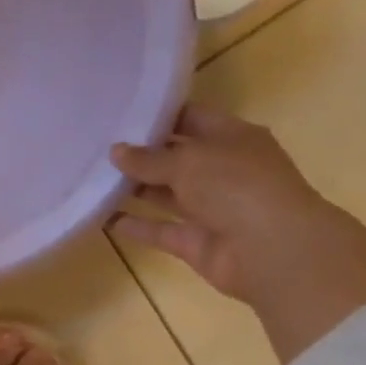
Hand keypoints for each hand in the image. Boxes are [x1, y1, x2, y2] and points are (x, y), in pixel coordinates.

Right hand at [111, 106, 365, 363]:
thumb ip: (148, 158)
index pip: (192, 119)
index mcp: (233, 139)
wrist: (272, 251)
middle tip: (96, 146)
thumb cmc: (236, 187)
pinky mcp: (196, 241)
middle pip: (176, 158)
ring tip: (93, 177)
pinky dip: (134, 225)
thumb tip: (115, 152)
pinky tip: (102, 216)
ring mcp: (211, 208)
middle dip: (140, 154)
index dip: (159, 116)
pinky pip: (159, 229)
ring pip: (166, 194)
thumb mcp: (188, 161)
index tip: (119, 113)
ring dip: (134, 188)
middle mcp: (223, 171)